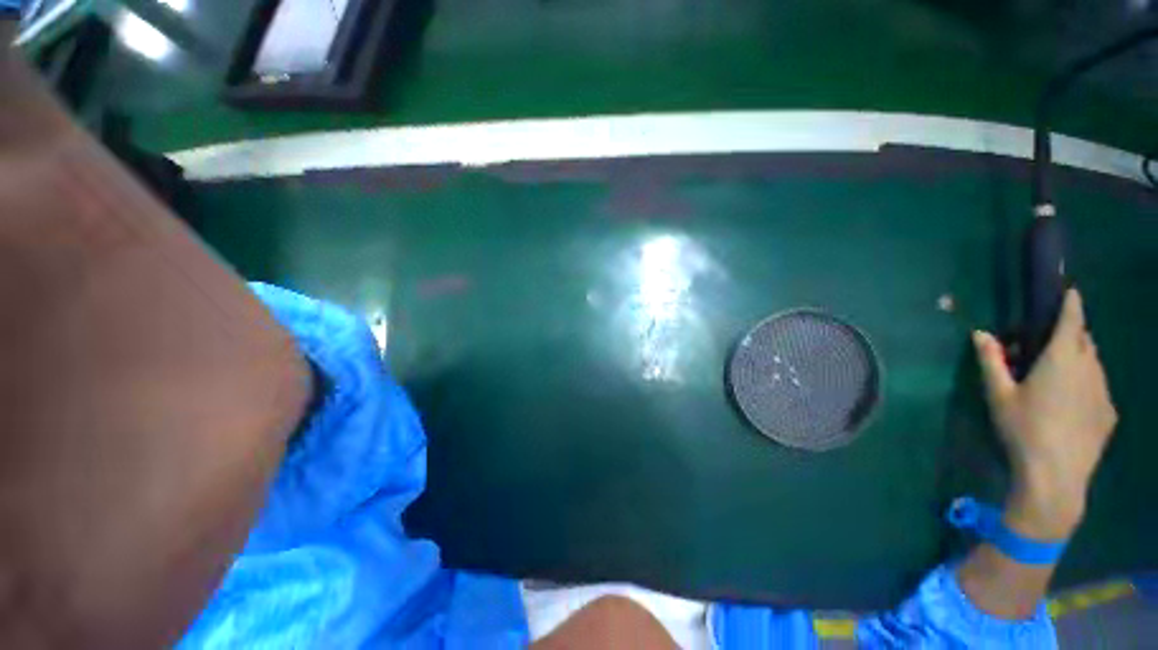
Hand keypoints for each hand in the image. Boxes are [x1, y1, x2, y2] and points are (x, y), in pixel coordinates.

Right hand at [973, 289, 1117, 539]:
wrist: (1056, 475)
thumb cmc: (1023, 429)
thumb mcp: (999, 395)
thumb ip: (991, 361)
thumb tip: (980, 333)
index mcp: (1061, 360)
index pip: (1072, 322)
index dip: (1072, 304)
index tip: (1072, 291)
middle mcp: (1089, 369)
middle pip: (1085, 341)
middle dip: (1073, 335)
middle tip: (1051, 343)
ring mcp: (1103, 392)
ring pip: (1095, 364)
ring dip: (1080, 359)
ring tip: (1060, 375)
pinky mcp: (1109, 413)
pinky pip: (1100, 388)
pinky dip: (1088, 384)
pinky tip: (1072, 404)